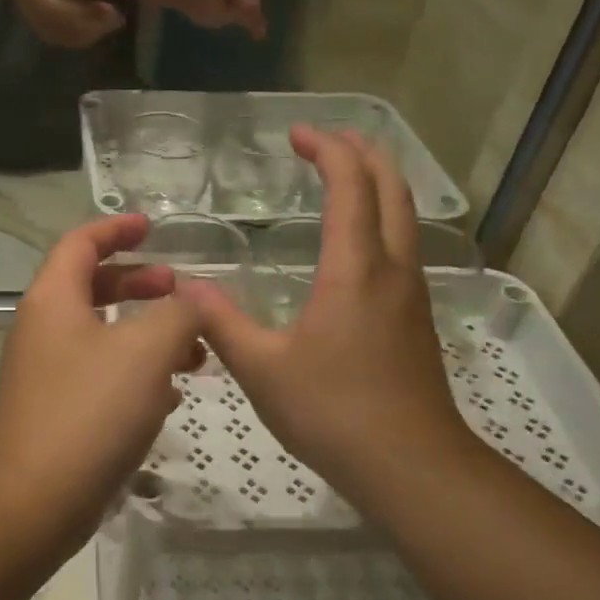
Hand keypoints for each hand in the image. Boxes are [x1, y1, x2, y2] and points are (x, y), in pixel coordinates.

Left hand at [0, 215, 203, 552]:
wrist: (35, 499)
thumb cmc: (89, 411)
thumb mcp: (146, 351)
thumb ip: (179, 314)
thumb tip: (194, 299)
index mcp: (54, 300)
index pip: (81, 243)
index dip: (117, 229)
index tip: (152, 228)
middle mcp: (44, 329)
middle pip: (93, 288)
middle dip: (141, 285)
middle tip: (180, 294)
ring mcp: (48, 373)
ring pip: (104, 337)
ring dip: (148, 336)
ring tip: (194, 354)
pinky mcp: (59, 412)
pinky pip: (102, 377)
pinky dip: (136, 375)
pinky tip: (169, 398)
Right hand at [4, 0, 125, 48]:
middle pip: (50, 6)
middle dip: (83, 13)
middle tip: (113, 14)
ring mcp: (29, 9)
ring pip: (54, 27)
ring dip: (86, 29)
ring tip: (113, 22)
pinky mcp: (36, 24)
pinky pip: (57, 38)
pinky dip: (81, 38)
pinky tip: (100, 29)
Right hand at [179, 129, 474, 509]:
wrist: (410, 465)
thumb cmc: (332, 411)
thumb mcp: (260, 367)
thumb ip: (219, 322)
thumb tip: (185, 288)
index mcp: (355, 269)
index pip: (351, 185)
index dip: (327, 149)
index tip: (296, 134)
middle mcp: (392, 268)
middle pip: (392, 187)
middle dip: (361, 152)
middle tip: (324, 139)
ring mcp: (410, 293)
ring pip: (404, 215)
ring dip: (377, 183)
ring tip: (342, 175)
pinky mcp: (414, 318)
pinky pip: (402, 245)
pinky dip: (381, 218)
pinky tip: (355, 243)